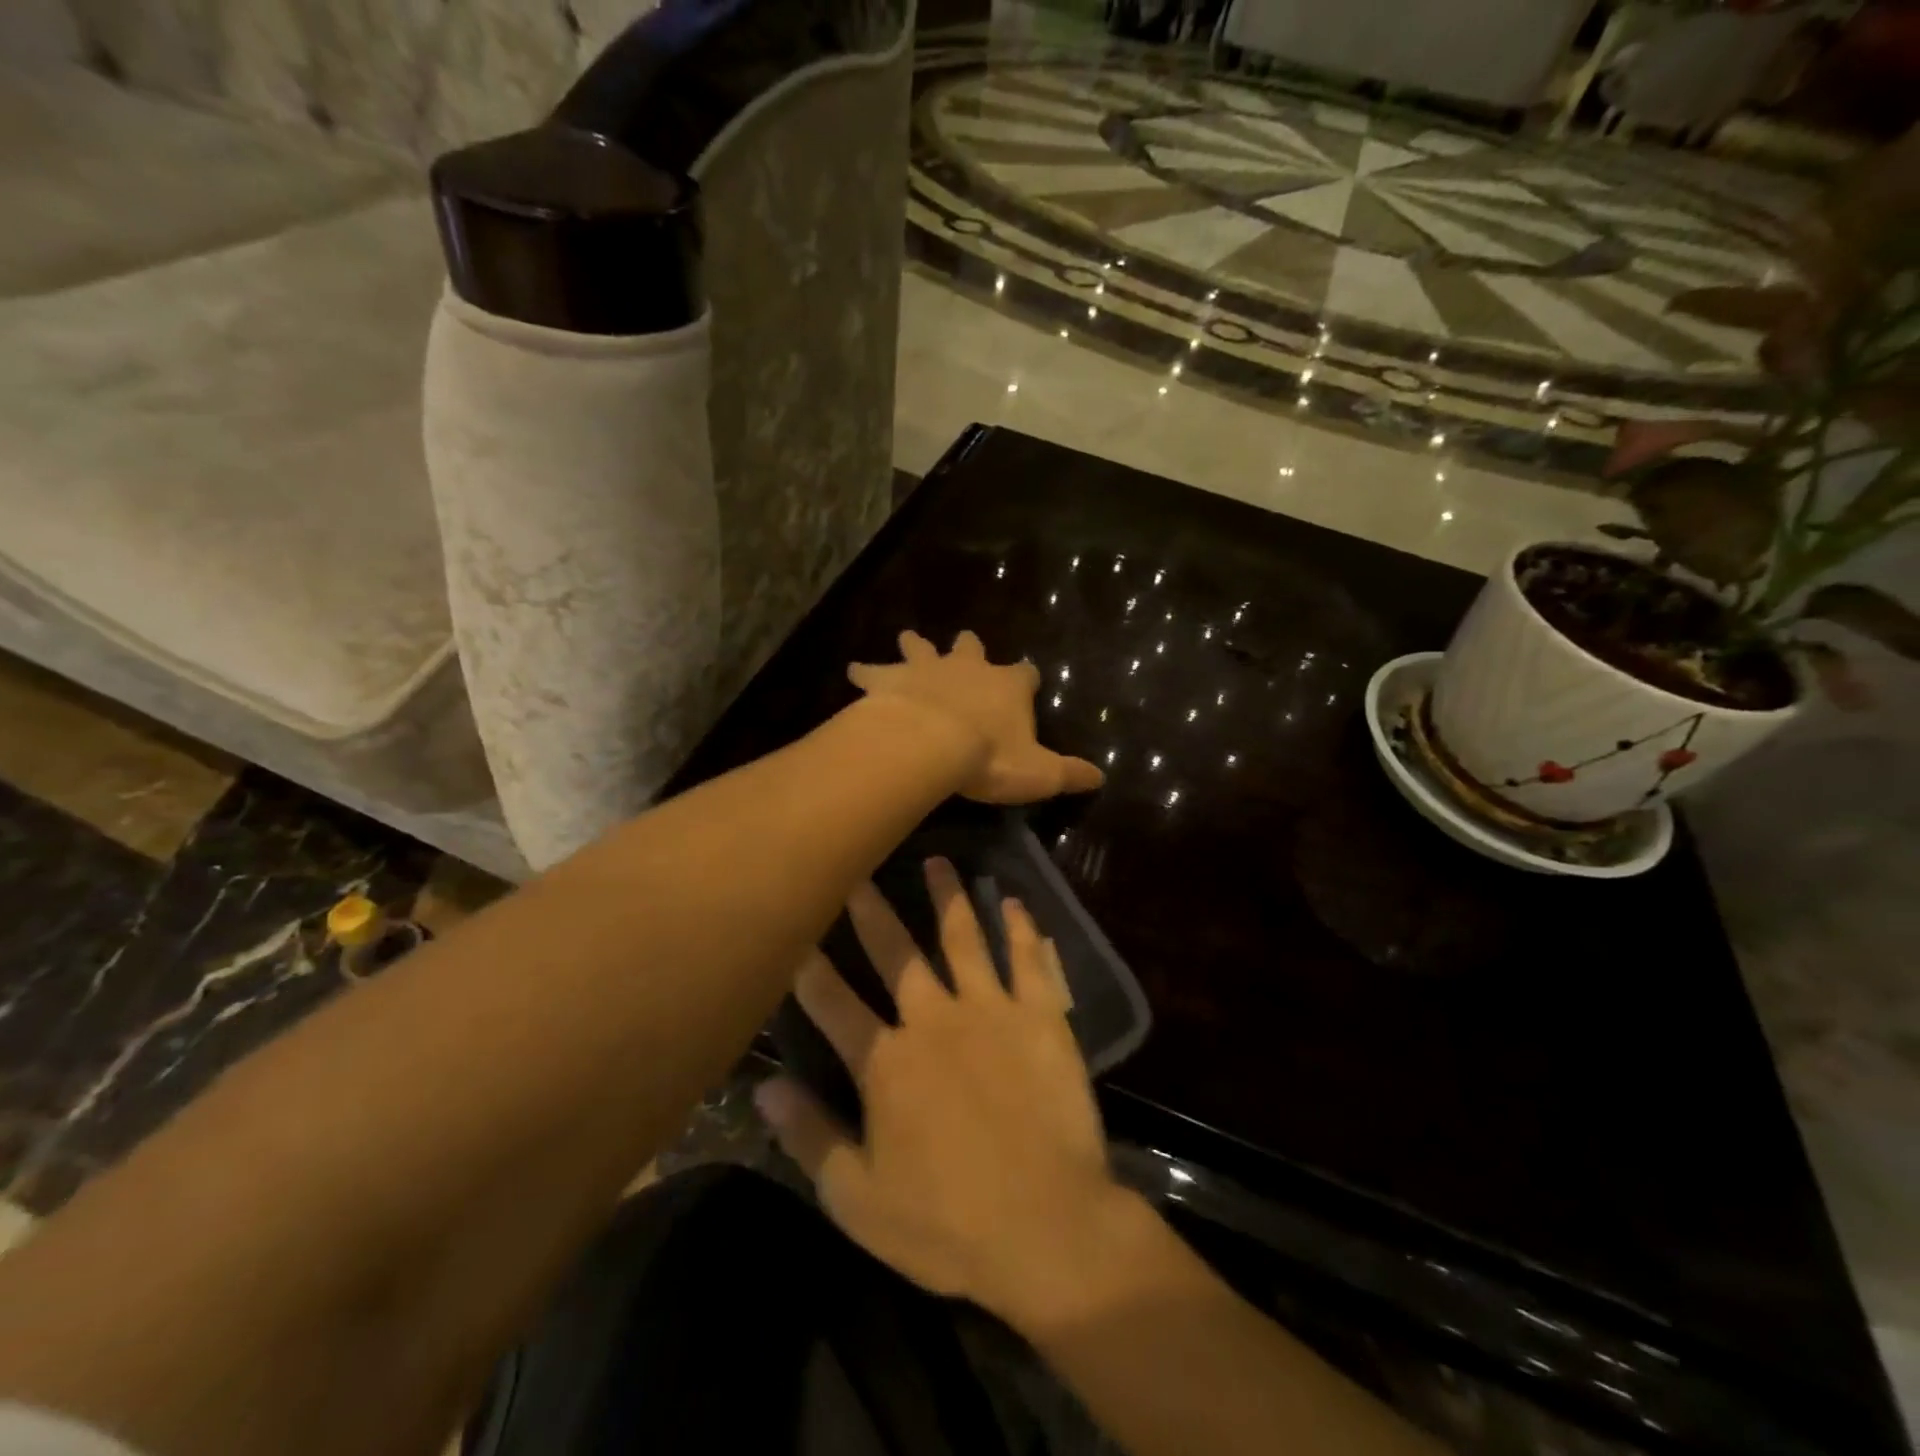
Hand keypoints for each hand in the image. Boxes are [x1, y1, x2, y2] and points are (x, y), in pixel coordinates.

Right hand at [755, 859, 1140, 1327]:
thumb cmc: (947, 1224)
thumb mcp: (858, 1199)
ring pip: (962, 938)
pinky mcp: (1041, 1016)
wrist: (1049, 1227)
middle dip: (872, 909)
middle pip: (895, 952)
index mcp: (886, 1063)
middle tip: (858, 866)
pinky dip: (1020, 927)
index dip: (807, 964)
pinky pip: (1028, 959)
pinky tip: (1013, 900)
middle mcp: (934, 1019)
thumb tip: (764, 1084)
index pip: (833, 1002)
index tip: (792, 924)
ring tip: (938, 860)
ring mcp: (991, 1011)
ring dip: (948, 897)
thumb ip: (809, 1136)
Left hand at [849, 631, 1102, 804]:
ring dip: (915, 645)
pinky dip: (865, 672)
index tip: (1027, 682)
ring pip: (921, 647)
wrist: (931, 744)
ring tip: (907, 639)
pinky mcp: (890, 679)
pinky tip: (854, 672)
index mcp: (1007, 686)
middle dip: (970, 647)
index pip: (1026, 674)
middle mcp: (968, 668)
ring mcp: (927, 669)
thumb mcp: (1039, 773)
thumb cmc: (989, 758)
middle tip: (966, 645)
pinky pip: (874, 671)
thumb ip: (1069, 774)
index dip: (1027, 678)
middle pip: (971, 648)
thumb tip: (1100, 778)